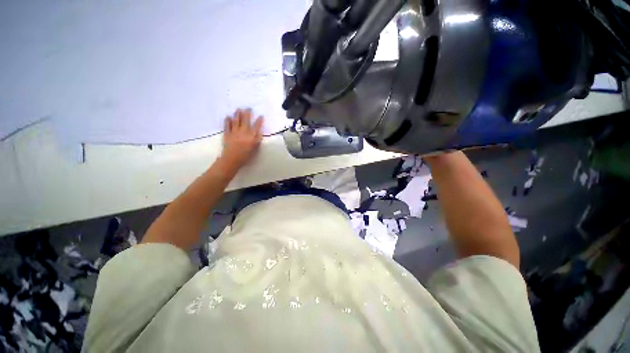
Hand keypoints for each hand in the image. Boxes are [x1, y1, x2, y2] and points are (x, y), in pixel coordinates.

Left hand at [220, 108, 263, 170]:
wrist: (232, 160)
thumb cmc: (245, 156)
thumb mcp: (255, 149)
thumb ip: (257, 139)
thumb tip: (259, 131)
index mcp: (251, 137)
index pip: (256, 127)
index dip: (259, 121)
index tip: (261, 116)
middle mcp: (243, 132)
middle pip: (246, 121)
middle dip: (247, 113)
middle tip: (248, 108)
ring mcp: (234, 132)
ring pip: (236, 121)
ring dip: (237, 114)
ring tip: (238, 109)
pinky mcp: (227, 134)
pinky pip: (227, 125)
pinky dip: (227, 121)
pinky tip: (228, 117)